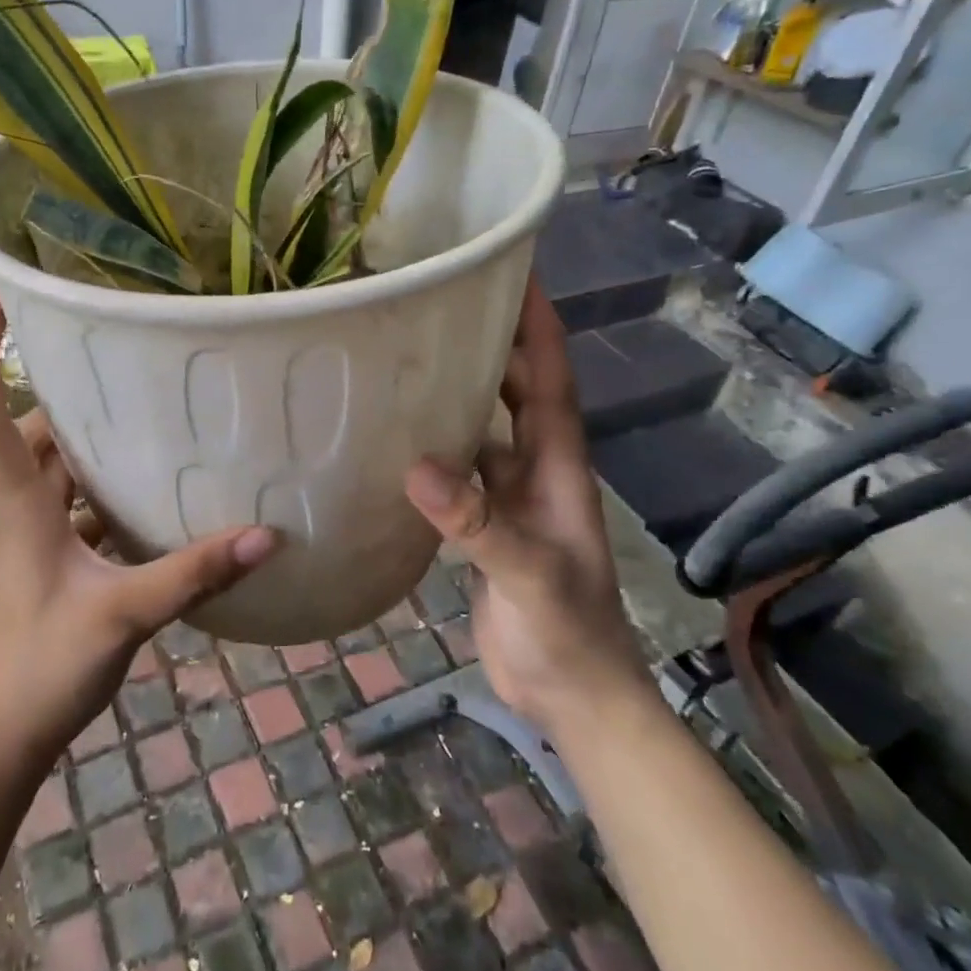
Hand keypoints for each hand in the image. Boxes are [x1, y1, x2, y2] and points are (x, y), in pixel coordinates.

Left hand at [0, 291, 277, 774]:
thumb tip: (265, 535)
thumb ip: (193, 573)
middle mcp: (19, 511)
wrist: (1, 738)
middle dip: (63, 395)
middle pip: (30, 435)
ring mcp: (33, 539)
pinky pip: (75, 507)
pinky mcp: (51, 564)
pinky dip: (103, 490)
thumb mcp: (125, 615)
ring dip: (87, 443)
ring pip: (54, 471)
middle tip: (114, 359)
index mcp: (20, 508)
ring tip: (143, 413)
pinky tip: (151, 492)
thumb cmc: (43, 668)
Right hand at [404, 278, 649, 730]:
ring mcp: (508, 499)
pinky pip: (458, 472)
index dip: (538, 328)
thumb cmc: (568, 632)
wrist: (572, 696)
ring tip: (411, 357)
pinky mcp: (483, 527)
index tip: (517, 275)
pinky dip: (435, 449)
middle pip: (516, 392)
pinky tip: (398, 438)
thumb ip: (478, 523)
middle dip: (494, 344)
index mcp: (559, 468)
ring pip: (484, 429)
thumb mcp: (530, 574)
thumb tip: (417, 468)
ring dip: (459, 394)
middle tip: (445, 304)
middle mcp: (535, 471)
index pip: (552, 381)